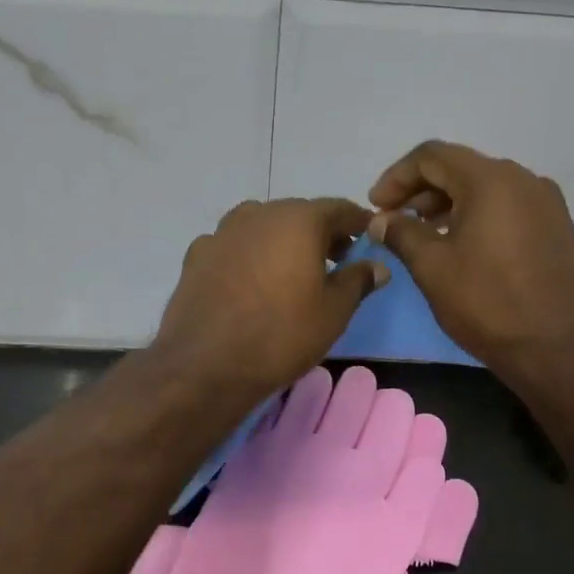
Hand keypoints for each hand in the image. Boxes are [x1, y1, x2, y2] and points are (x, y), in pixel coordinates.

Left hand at [153, 198, 389, 397]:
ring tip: (292, 272)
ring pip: (263, 226)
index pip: (339, 209)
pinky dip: (249, 256)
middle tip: (337, 261)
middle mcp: (259, 214)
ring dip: (283, 241)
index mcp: (298, 220)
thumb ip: (357, 281)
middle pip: (299, 214)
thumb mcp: (333, 312)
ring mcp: (223, 232)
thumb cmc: (280, 335)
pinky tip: (250, 283)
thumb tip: (377, 266)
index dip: (358, 223)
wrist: (205, 364)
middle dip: (321, 233)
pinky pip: (234, 246)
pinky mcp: (197, 255)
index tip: (370, 239)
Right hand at [368, 141, 573, 377]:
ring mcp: (546, 203)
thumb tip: (380, 220)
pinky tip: (459, 245)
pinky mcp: (556, 228)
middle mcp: (523, 179)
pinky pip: (506, 206)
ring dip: (446, 203)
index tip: (375, 206)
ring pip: (484, 187)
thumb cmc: (488, 303)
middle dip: (420, 190)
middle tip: (392, 220)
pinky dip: (475, 215)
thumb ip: (401, 233)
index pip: (432, 156)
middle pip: (459, 168)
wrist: (560, 349)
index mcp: (491, 180)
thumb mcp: (432, 267)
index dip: (396, 177)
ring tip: (421, 234)